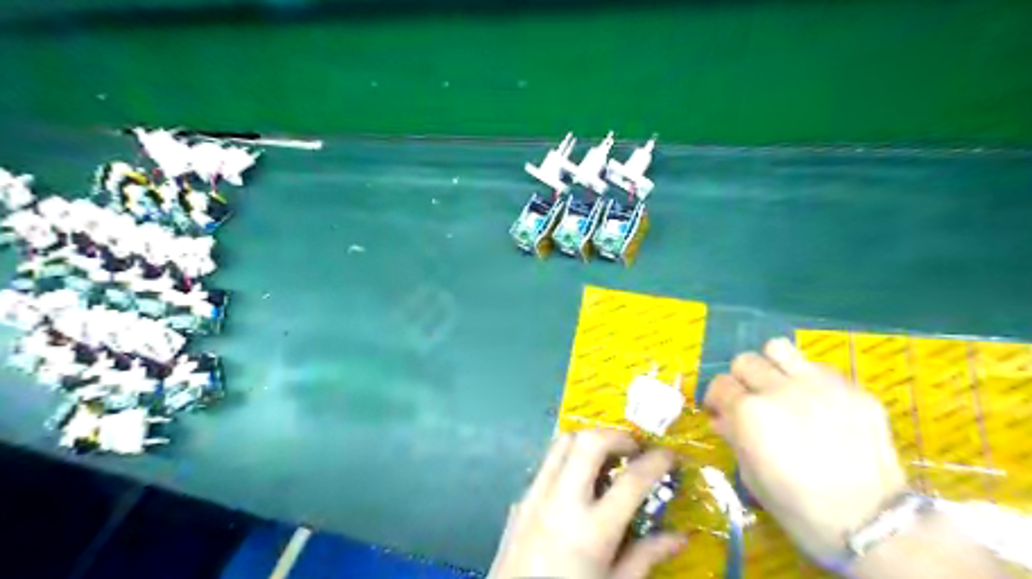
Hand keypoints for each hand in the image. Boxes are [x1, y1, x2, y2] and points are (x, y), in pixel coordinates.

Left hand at [489, 430, 682, 578]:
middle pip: (589, 442)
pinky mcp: (520, 499)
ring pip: (562, 442)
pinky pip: (547, 464)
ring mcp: (535, 496)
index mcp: (592, 531)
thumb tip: (681, 536)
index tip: (671, 454)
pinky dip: (569, 460)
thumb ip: (646, 557)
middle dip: (617, 436)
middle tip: (634, 450)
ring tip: (608, 460)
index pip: (632, 480)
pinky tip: (579, 484)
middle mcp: (561, 502)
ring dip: (590, 441)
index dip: (657, 461)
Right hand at [706, 340, 904, 561]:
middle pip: (745, 361)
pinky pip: (817, 367)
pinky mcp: (851, 388)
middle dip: (741, 379)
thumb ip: (733, 437)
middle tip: (750, 400)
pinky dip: (808, 379)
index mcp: (749, 413)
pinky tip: (816, 403)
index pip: (719, 384)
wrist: (869, 522)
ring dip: (772, 365)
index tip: (720, 410)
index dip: (716, 397)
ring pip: (778, 348)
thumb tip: (721, 417)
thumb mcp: (751, 475)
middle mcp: (778, 389)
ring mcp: (817, 384)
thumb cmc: (798, 507)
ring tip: (779, 386)